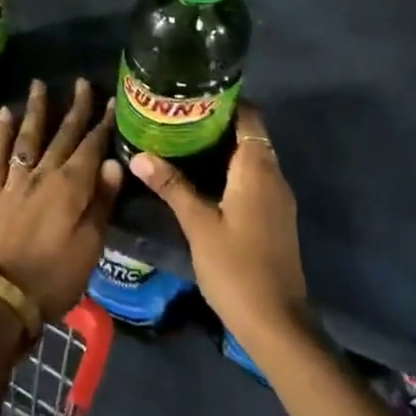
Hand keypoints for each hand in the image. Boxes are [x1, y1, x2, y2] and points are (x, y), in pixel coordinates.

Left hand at [0, 78, 120, 322]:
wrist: (2, 298)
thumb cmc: (54, 277)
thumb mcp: (90, 246)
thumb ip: (100, 202)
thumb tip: (112, 164)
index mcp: (70, 187)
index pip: (91, 148)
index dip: (102, 125)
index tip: (110, 101)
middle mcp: (42, 175)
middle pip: (62, 136)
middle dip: (74, 109)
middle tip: (82, 82)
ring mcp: (14, 182)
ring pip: (27, 138)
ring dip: (36, 111)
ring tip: (39, 84)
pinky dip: (0, 134)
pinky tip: (4, 115)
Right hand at [127, 103, 310, 358]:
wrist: (276, 322)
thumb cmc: (236, 267)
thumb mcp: (198, 224)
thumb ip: (171, 186)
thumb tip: (138, 154)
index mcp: (257, 168)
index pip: (248, 116)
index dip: (224, 101)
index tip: (191, 93)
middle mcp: (272, 175)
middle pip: (248, 134)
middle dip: (215, 122)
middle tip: (175, 115)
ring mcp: (276, 198)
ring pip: (249, 157)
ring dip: (220, 146)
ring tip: (180, 139)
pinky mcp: (273, 217)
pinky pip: (251, 177)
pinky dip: (228, 168)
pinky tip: (199, 176)